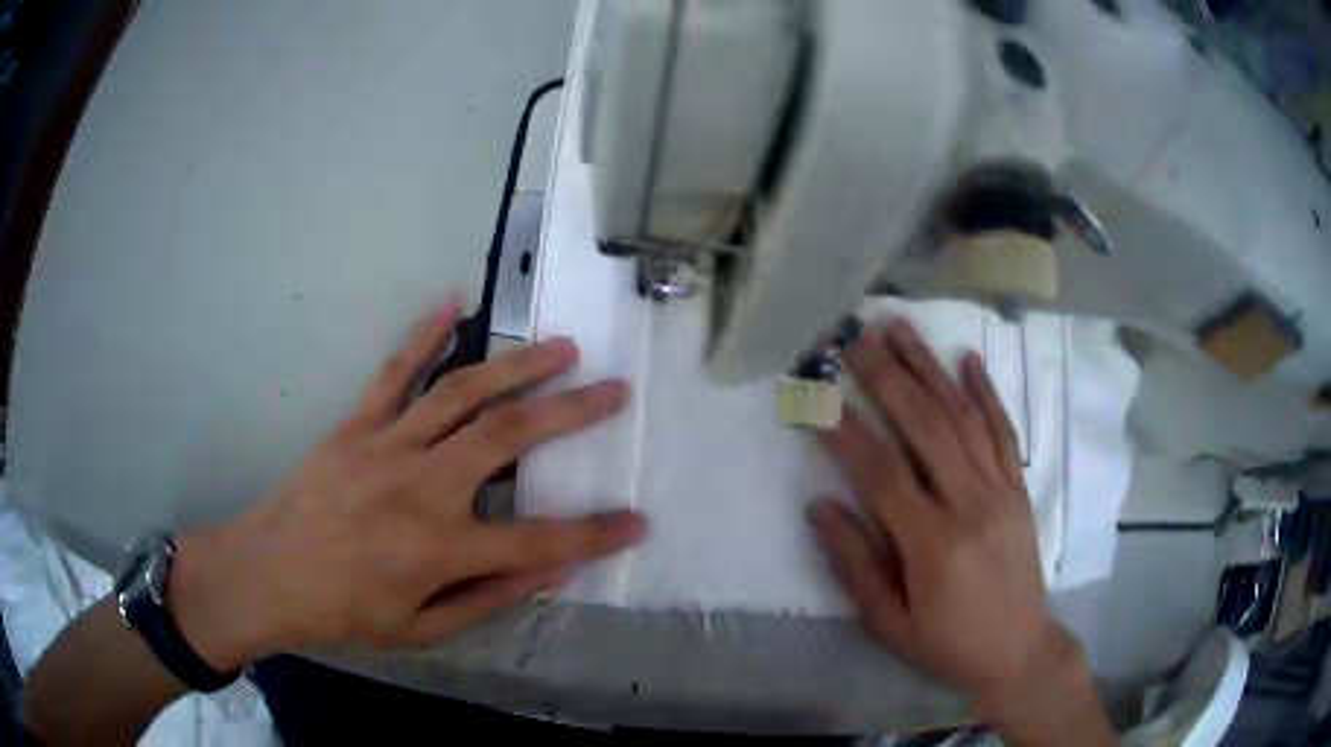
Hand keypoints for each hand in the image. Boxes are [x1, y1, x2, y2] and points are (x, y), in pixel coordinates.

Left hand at [168, 299, 646, 670]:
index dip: (596, 535)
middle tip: (615, 390)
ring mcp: (386, 445)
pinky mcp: (356, 424)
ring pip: (462, 393)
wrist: (267, 573)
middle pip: (508, 438)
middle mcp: (421, 487)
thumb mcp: (421, 630)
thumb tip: (550, 572)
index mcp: (439, 548)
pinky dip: (424, 335)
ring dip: (518, 366)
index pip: (538, 542)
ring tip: (562, 347)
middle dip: (572, 413)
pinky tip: (454, 302)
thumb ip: (487, 599)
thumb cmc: (343, 612)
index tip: (639, 520)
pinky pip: (394, 371)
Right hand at [809, 319, 1083, 712]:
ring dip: (930, 369)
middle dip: (887, 377)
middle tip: (855, 337)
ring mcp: (1001, 490)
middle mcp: (970, 504)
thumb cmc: (947, 643)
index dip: (846, 431)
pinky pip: (1003, 431)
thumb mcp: (889, 622)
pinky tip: (968, 358)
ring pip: (963, 417)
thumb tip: (820, 505)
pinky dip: (986, 392)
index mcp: (932, 544)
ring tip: (900, 329)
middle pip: (926, 427)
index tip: (817, 395)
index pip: (882, 473)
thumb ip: (854, 564)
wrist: (1019, 649)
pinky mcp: (1019, 488)